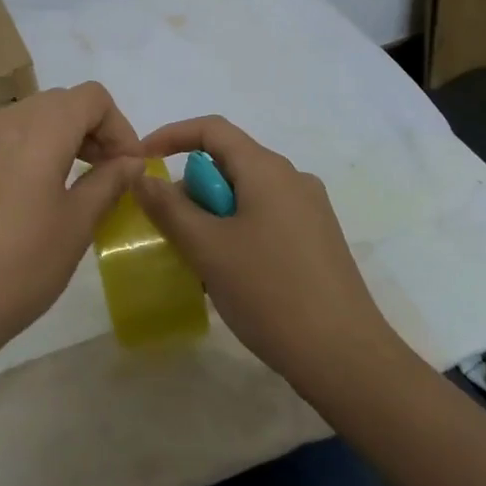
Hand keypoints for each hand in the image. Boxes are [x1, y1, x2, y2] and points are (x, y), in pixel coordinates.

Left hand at [0, 83, 143, 373]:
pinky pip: (3, 139)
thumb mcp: (76, 225)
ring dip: (61, 138)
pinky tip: (32, 197)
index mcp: (38, 129)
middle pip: (60, 102)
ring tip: (75, 185)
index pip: (91, 97)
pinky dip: (30, 150)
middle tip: (109, 174)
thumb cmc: (19, 267)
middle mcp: (3, 121)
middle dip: (92, 130)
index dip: (119, 126)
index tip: (129, 166)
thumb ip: (108, 183)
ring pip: (30, 118)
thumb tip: (131, 162)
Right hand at [133, 116, 390, 390]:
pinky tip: (230, 276)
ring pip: (246, 195)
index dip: (171, 136)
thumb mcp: (207, 248)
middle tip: (168, 229)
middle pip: (229, 163)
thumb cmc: (269, 292)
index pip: (212, 129)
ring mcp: (310, 210)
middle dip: (192, 189)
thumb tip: (142, 176)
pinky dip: (237, 232)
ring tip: (196, 261)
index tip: (141, 161)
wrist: (344, 356)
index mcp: (268, 169)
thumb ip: (169, 207)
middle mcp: (293, 179)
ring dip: (212, 217)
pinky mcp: (318, 241)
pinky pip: (265, 219)